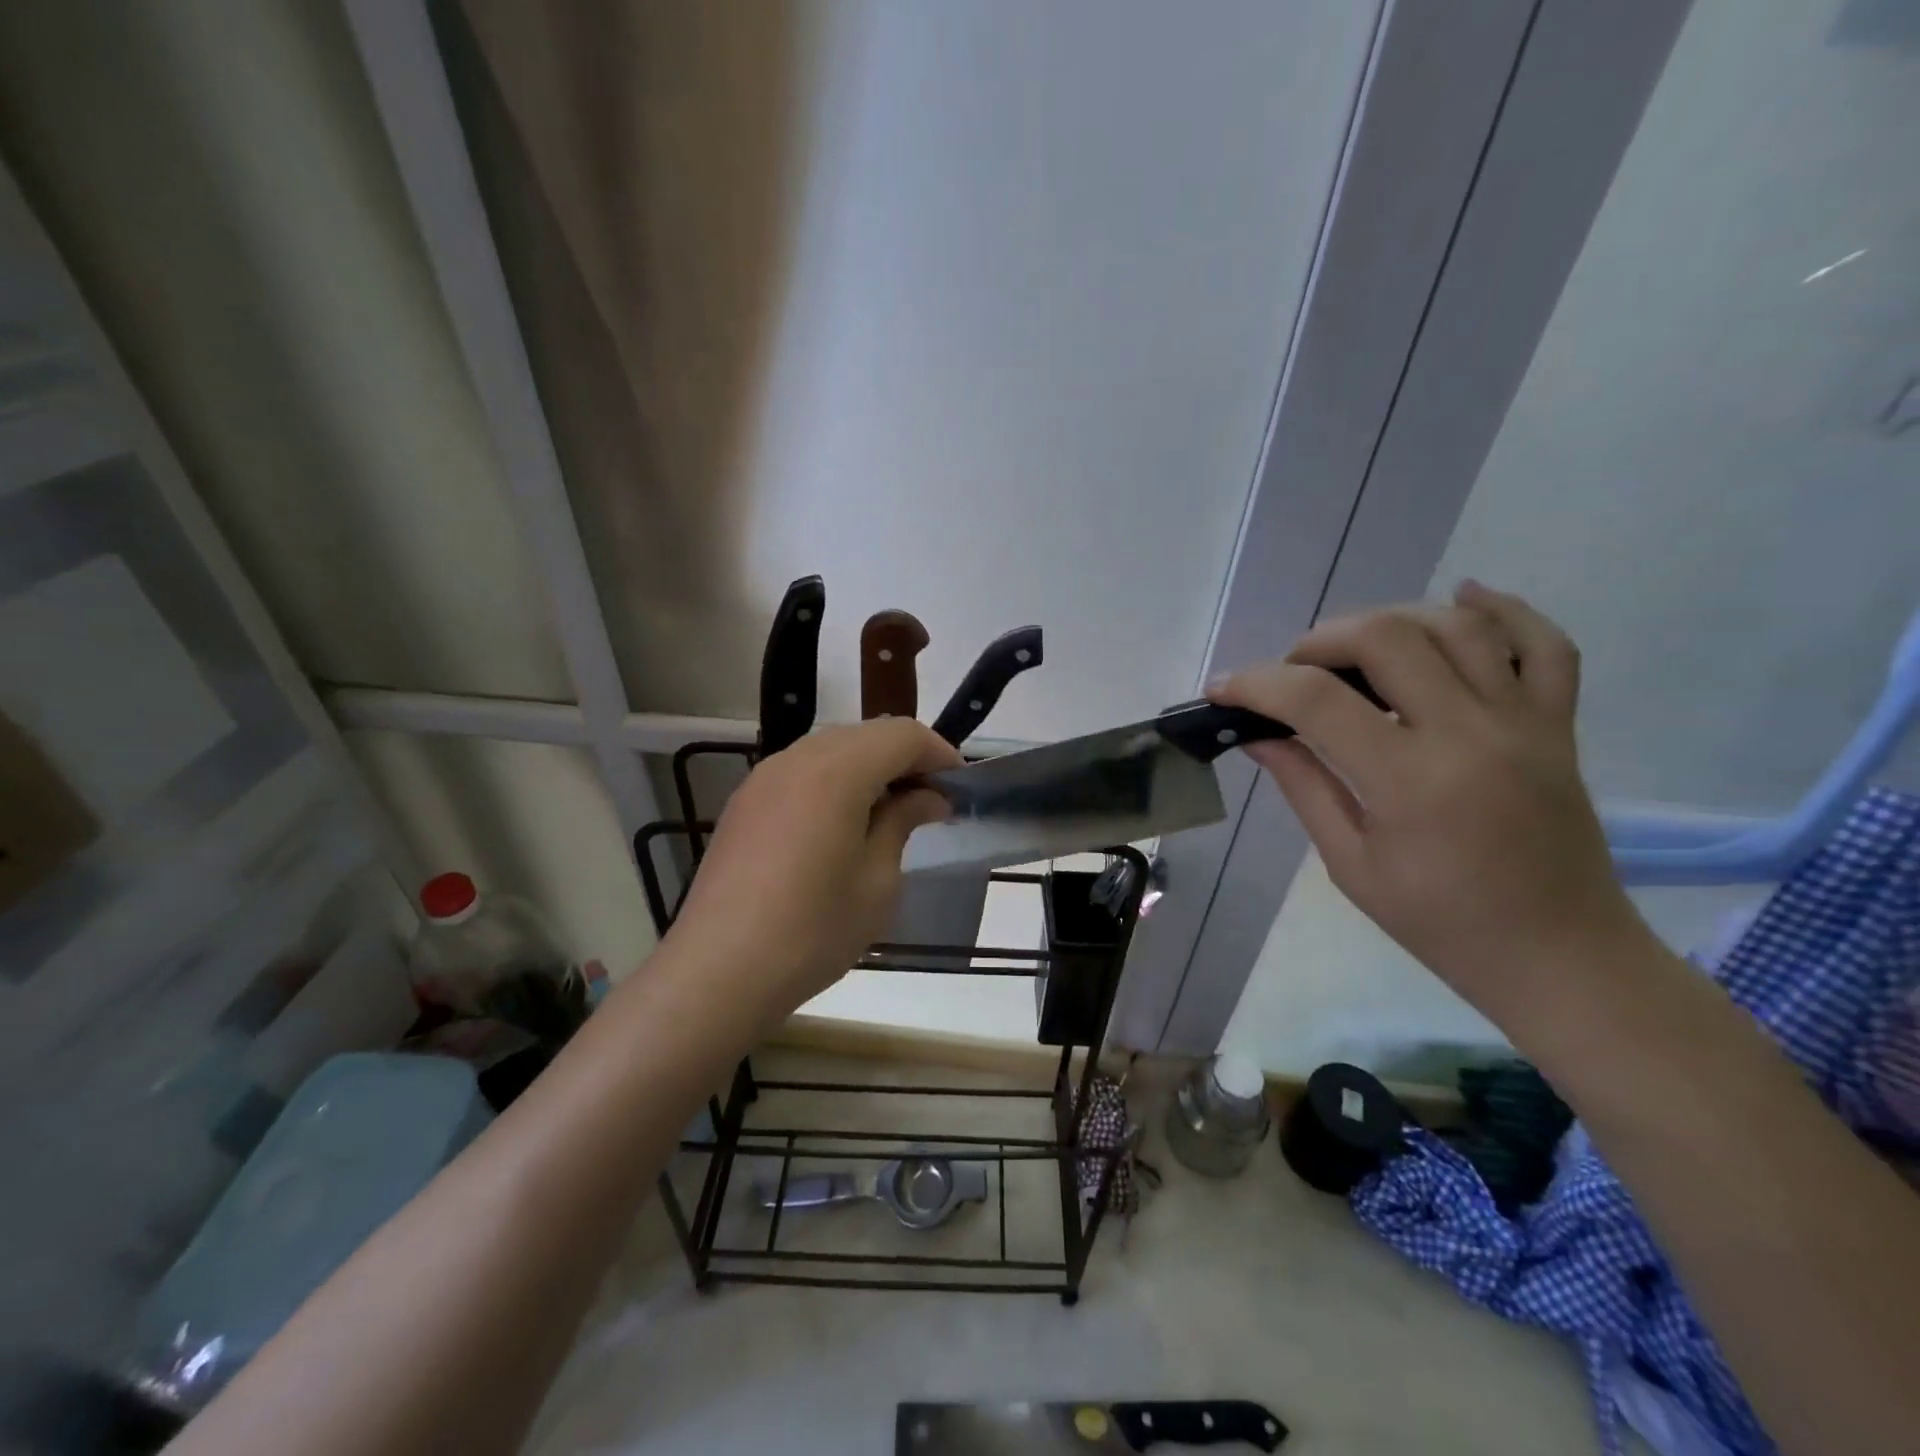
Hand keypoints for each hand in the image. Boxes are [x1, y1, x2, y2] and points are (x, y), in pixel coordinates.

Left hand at [665, 718, 961, 1016]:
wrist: (718, 971)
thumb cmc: (812, 931)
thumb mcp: (877, 881)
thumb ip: (903, 822)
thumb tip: (928, 798)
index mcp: (836, 771)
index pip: (902, 735)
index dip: (939, 754)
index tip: (960, 789)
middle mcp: (797, 758)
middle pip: (867, 734)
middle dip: (906, 758)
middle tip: (931, 802)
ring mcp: (764, 777)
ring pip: (832, 749)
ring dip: (870, 767)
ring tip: (891, 813)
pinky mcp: (745, 802)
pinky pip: (802, 771)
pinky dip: (835, 781)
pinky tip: (843, 823)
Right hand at [1212, 581, 1645, 1025]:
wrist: (1560, 957)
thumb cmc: (1442, 924)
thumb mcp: (1352, 865)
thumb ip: (1305, 787)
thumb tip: (1260, 736)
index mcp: (1410, 781)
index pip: (1316, 701)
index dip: (1257, 684)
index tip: (1222, 688)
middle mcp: (1470, 734)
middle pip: (1386, 639)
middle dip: (1319, 641)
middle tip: (1292, 671)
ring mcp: (1524, 722)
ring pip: (1456, 627)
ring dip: (1390, 619)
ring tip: (1353, 647)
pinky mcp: (1558, 725)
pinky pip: (1545, 645)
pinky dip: (1504, 610)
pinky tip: (1462, 597)